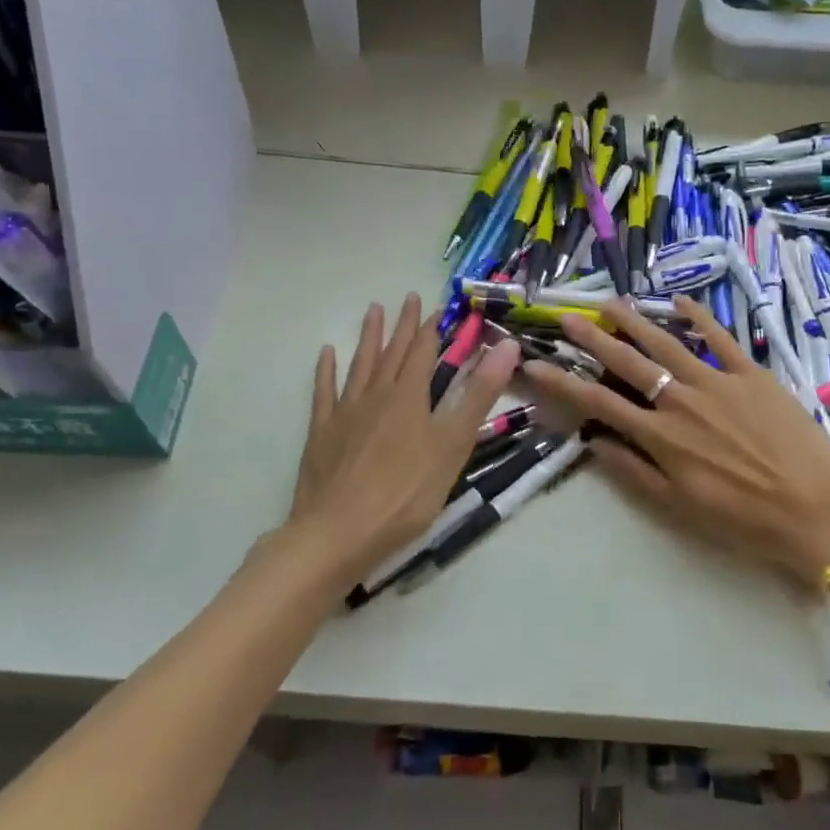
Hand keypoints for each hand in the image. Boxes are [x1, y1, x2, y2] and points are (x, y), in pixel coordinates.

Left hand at [290, 293, 519, 579]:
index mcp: (409, 397)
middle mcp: (376, 395)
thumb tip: (507, 346)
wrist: (338, 532)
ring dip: (369, 337)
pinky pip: (324, 392)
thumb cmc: (406, 494)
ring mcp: (344, 412)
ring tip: (373, 311)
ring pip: (359, 365)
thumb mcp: (453, 445)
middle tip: (409, 298)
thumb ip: (479, 395)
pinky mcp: (321, 433)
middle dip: (404, 325)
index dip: (432, 328)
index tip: (438, 306)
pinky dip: (326, 370)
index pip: (423, 352)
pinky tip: (326, 354)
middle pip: (392, 353)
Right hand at [520, 296, 829, 589]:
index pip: (598, 401)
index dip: (562, 382)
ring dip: (635, 321)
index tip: (534, 364)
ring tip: (610, 303)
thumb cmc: (743, 519)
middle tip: (566, 317)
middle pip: (628, 362)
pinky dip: (699, 317)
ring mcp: (719, 382)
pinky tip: (679, 302)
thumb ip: (633, 472)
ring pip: (667, 343)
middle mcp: (682, 401)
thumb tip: (593, 442)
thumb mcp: (678, 507)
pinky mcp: (753, 374)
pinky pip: (721, 338)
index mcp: (661, 436)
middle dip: (592, 338)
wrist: (817, 511)